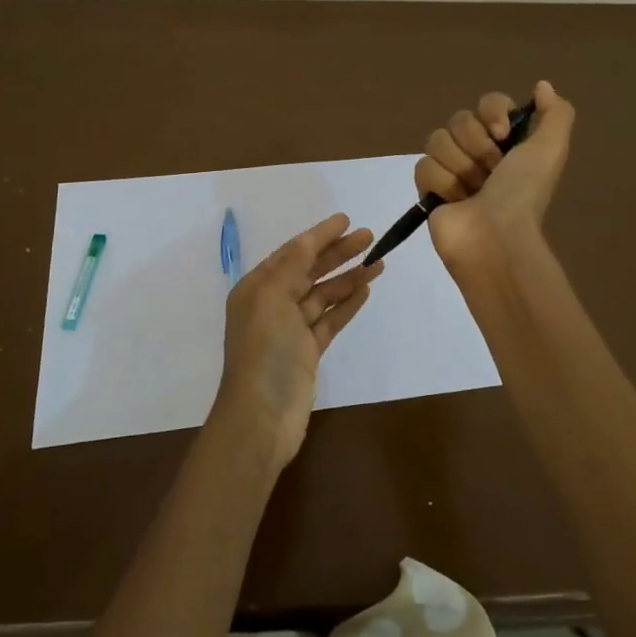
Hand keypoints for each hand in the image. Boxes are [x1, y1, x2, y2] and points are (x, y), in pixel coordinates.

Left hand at [212, 213, 381, 471]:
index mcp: (257, 288)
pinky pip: (330, 319)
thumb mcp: (273, 298)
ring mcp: (291, 330)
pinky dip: (347, 304)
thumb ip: (293, 266)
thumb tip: (309, 240)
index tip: (346, 219)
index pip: (293, 252)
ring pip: (323, 294)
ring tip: (378, 261)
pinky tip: (365, 290)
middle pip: (309, 270)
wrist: (260, 417)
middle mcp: (272, 304)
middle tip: (369, 236)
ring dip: (348, 277)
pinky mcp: (308, 352)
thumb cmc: (264, 352)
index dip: (319, 235)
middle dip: (338, 252)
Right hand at [415, 80, 575, 269]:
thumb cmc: (522, 193)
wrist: (495, 237)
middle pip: (459, 119)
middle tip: (490, 172)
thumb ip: (555, 113)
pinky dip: (441, 183)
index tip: (502, 134)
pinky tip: (455, 201)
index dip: (492, 113)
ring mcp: (452, 170)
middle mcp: (479, 152)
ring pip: (437, 140)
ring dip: (459, 167)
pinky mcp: (429, 190)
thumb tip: (542, 85)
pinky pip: (423, 166)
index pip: (488, 102)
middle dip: (475, 145)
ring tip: (472, 192)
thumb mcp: (551, 150)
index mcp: (508, 142)